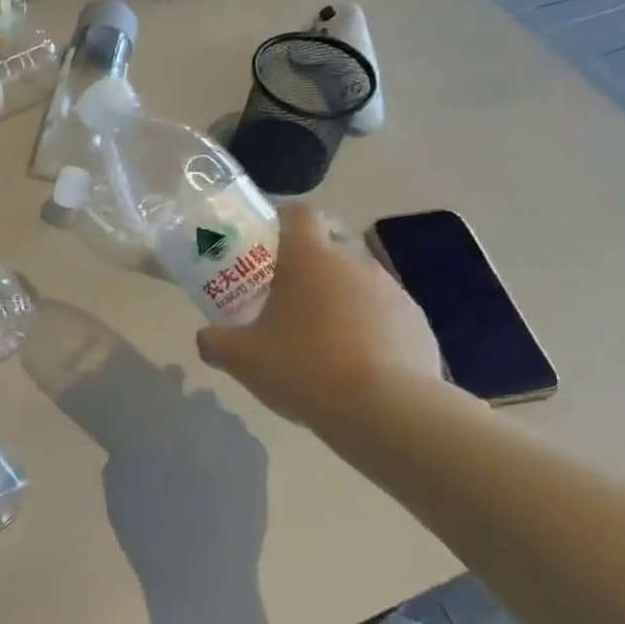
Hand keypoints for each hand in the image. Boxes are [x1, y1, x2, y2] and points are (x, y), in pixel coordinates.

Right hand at [196, 204, 442, 430]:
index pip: (298, 213)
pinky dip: (369, 327)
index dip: (281, 221)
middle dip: (309, 265)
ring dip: (340, 297)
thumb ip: (214, 342)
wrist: (385, 410)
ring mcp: (392, 291)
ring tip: (322, 337)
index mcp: (309, 257)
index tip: (266, 244)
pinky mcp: (418, 322)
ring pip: (358, 281)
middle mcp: (354, 262)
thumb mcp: (241, 358)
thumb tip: (206, 339)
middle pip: (329, 246)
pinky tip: (356, 362)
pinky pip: (386, 313)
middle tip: (287, 297)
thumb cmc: (303, 367)